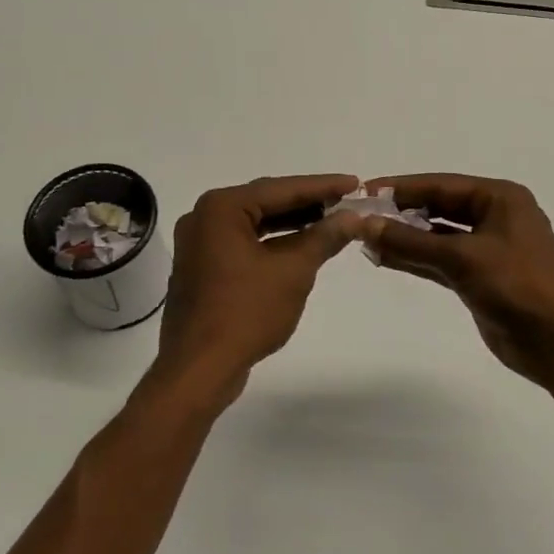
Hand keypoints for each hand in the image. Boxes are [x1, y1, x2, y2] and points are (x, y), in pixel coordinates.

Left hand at [150, 174, 363, 407]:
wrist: (199, 369)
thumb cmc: (246, 313)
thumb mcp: (293, 271)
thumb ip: (324, 237)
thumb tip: (353, 217)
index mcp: (221, 208)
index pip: (281, 189)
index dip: (322, 186)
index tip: (354, 184)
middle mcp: (204, 217)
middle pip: (265, 202)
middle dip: (307, 204)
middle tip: (346, 202)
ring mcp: (199, 244)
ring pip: (254, 224)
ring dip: (292, 224)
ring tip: (331, 222)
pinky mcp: (202, 268)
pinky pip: (243, 244)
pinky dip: (273, 243)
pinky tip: (301, 247)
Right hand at [357, 175, 553, 392]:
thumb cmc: (519, 287)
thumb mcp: (463, 259)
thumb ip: (411, 242)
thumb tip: (365, 225)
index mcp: (500, 199)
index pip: (442, 185)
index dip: (402, 187)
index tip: (364, 191)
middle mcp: (494, 217)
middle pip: (439, 207)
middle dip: (401, 212)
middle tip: (360, 216)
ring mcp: (488, 249)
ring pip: (437, 236)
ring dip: (405, 238)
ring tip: (364, 239)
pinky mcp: (480, 278)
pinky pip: (440, 260)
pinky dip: (415, 259)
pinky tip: (384, 259)